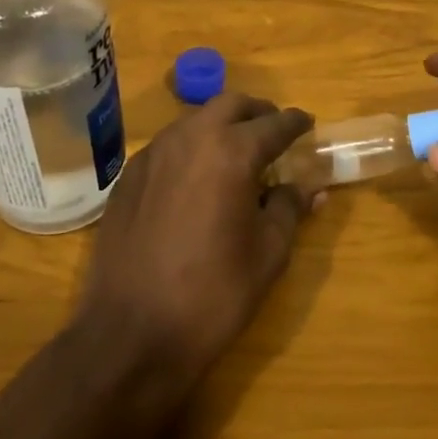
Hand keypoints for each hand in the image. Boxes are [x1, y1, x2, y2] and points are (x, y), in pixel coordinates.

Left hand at [75, 93, 317, 381]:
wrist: (131, 333)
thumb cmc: (213, 294)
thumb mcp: (268, 253)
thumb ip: (290, 209)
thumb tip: (309, 188)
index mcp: (231, 152)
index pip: (273, 124)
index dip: (295, 123)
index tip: (307, 124)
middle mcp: (190, 139)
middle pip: (230, 104)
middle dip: (257, 112)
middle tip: (273, 132)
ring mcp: (153, 154)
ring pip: (195, 120)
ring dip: (221, 126)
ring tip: (237, 154)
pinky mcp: (128, 176)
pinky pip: (168, 145)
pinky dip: (191, 147)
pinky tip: (197, 178)